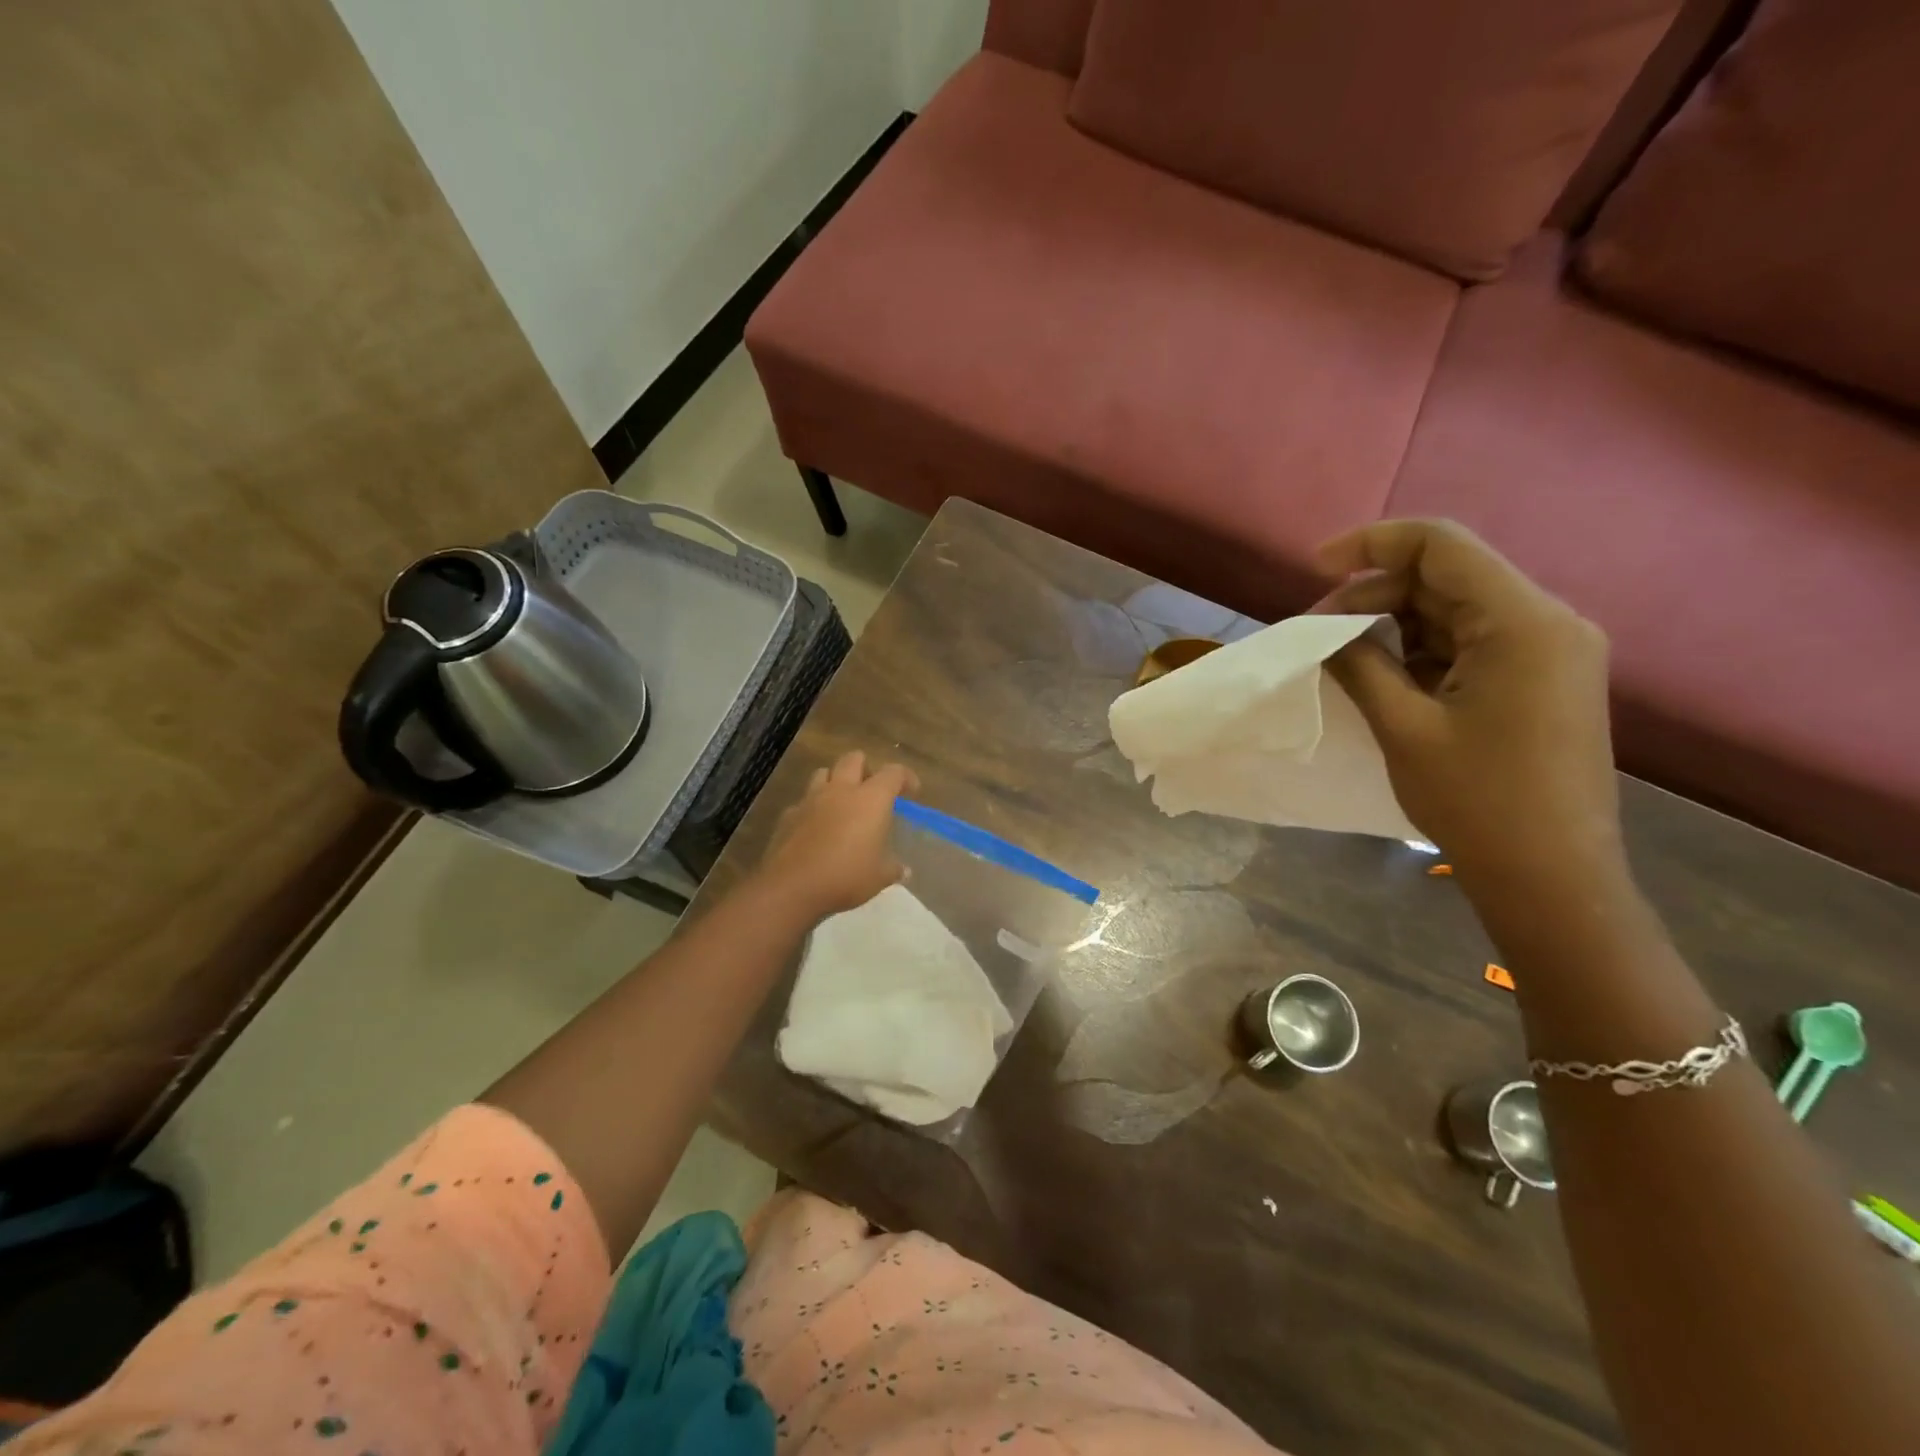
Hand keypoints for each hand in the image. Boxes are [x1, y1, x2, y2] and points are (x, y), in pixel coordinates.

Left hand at [757, 750, 918, 920]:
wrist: (792, 886)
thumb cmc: (846, 876)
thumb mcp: (880, 877)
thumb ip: (893, 868)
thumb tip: (904, 870)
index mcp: (871, 799)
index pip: (894, 773)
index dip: (906, 777)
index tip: (911, 791)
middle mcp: (841, 790)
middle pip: (854, 759)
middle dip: (866, 768)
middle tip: (872, 791)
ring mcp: (811, 799)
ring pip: (824, 772)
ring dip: (835, 781)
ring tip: (842, 802)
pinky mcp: (788, 815)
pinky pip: (803, 801)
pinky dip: (813, 808)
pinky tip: (816, 827)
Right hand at [1318, 520, 1624, 891]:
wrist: (1551, 878)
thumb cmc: (1477, 801)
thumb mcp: (1404, 726)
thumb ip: (1360, 664)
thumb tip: (1325, 630)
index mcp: (1524, 623)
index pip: (1442, 546)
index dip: (1372, 545)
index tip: (1315, 567)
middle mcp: (1547, 622)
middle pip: (1447, 577)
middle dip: (1375, 594)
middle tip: (1317, 631)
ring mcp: (1548, 652)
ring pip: (1454, 610)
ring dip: (1394, 624)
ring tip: (1341, 655)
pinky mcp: (1540, 679)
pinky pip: (1469, 642)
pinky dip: (1420, 650)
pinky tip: (1382, 675)